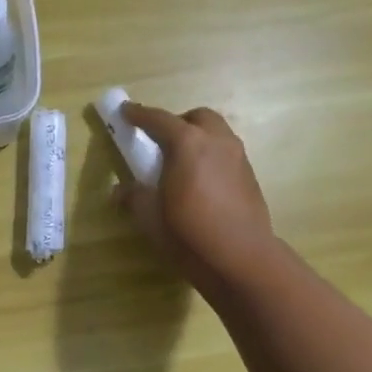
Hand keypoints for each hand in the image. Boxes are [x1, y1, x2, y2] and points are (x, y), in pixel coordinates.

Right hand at [114, 102, 276, 292]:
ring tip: (182, 163)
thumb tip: (120, 190)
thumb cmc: (189, 232)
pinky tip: (202, 183)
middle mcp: (217, 141)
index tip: (125, 112)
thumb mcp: (150, 216)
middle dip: (177, 123)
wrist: (241, 258)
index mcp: (188, 143)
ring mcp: (238, 158)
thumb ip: (134, 196)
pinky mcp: (250, 177)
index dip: (138, 114)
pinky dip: (212, 157)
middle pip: (197, 118)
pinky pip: (227, 154)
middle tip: (161, 142)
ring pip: (217, 134)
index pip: (158, 119)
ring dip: (198, 139)